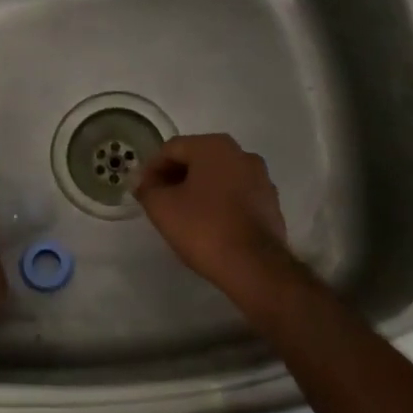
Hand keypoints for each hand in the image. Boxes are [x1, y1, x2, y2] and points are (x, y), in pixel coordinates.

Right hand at [134, 134, 290, 296]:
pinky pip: (236, 195)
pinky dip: (219, 202)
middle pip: (198, 159)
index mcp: (214, 147)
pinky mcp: (270, 203)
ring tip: (182, 213)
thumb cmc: (203, 228)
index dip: (152, 168)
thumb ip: (147, 188)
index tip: (142, 190)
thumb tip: (142, 182)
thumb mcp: (162, 207)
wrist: (254, 265)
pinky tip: (208, 224)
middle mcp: (242, 154)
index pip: (172, 148)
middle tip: (158, 200)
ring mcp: (261, 178)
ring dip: (198, 189)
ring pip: (219, 177)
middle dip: (175, 177)